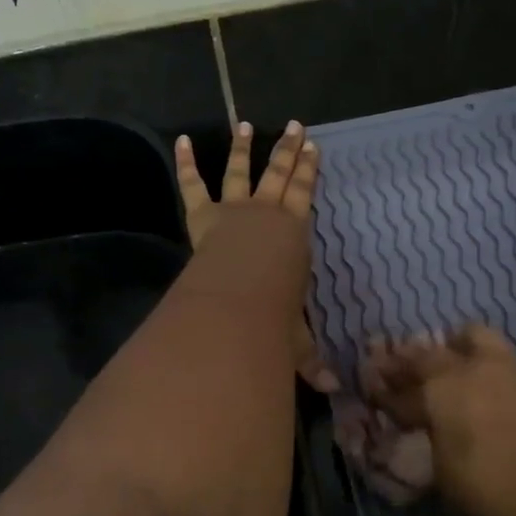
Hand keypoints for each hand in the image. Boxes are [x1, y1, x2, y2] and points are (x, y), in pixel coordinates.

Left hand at [175, 120, 337, 392]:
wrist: (236, 301)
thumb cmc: (272, 315)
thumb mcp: (295, 338)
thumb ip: (310, 359)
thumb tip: (333, 391)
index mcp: (293, 234)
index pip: (305, 195)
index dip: (309, 172)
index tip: (314, 148)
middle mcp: (266, 214)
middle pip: (279, 174)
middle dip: (288, 150)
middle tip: (295, 127)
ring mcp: (233, 210)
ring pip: (241, 171)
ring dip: (244, 148)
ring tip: (245, 125)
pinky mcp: (203, 216)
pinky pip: (193, 184)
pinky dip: (187, 163)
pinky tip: (182, 140)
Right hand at [350, 324, 515, 515]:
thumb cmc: (497, 491)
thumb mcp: (446, 477)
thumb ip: (430, 445)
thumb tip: (424, 431)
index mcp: (442, 387)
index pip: (402, 385)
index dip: (385, 389)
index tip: (373, 390)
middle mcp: (472, 367)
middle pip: (432, 351)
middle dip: (411, 361)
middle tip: (403, 373)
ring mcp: (510, 369)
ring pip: (474, 338)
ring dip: (455, 348)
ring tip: (450, 366)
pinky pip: (502, 358)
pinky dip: (486, 365)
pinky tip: (486, 388)